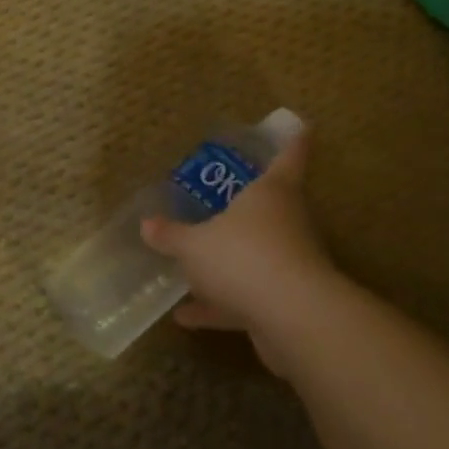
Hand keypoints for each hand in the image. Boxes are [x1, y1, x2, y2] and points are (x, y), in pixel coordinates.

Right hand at [141, 132, 336, 374]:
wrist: (292, 319)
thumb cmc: (244, 256)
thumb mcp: (194, 244)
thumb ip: (171, 235)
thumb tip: (146, 224)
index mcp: (272, 193)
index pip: (289, 158)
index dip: (293, 143)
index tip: (302, 128)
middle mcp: (287, 223)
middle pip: (271, 207)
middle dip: (247, 207)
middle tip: (221, 200)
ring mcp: (289, 265)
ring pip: (256, 256)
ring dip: (227, 264)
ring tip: (191, 269)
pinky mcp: (285, 304)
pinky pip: (247, 298)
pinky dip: (218, 306)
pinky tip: (184, 318)